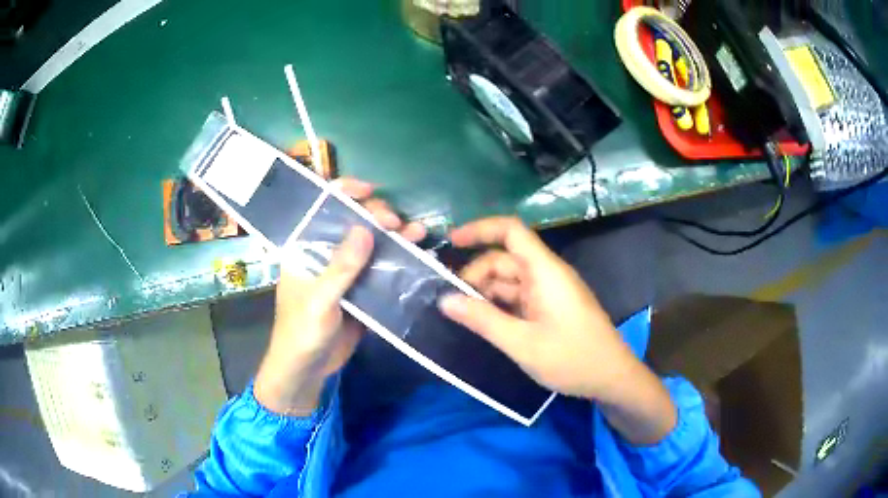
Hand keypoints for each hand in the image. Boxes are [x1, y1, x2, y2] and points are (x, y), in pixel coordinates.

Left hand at [254, 178, 426, 415]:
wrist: (307, 369)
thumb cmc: (300, 332)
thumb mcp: (318, 300)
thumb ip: (340, 267)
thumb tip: (364, 229)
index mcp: (305, 247)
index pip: (322, 208)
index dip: (345, 193)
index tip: (370, 191)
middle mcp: (325, 253)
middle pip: (353, 223)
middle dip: (377, 217)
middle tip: (398, 224)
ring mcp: (345, 272)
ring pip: (371, 246)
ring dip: (394, 237)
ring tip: (418, 233)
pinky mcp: (361, 290)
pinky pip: (381, 270)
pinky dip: (399, 263)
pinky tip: (418, 257)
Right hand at [437, 217, 636, 402]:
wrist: (611, 378)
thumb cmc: (572, 358)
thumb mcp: (522, 343)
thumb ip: (483, 320)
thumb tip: (445, 300)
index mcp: (545, 271)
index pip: (511, 231)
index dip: (480, 229)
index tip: (451, 242)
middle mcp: (547, 275)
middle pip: (505, 259)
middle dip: (476, 274)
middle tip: (450, 301)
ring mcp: (550, 293)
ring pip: (510, 281)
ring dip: (485, 293)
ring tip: (461, 315)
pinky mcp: (551, 309)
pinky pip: (519, 298)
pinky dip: (499, 306)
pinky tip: (483, 323)